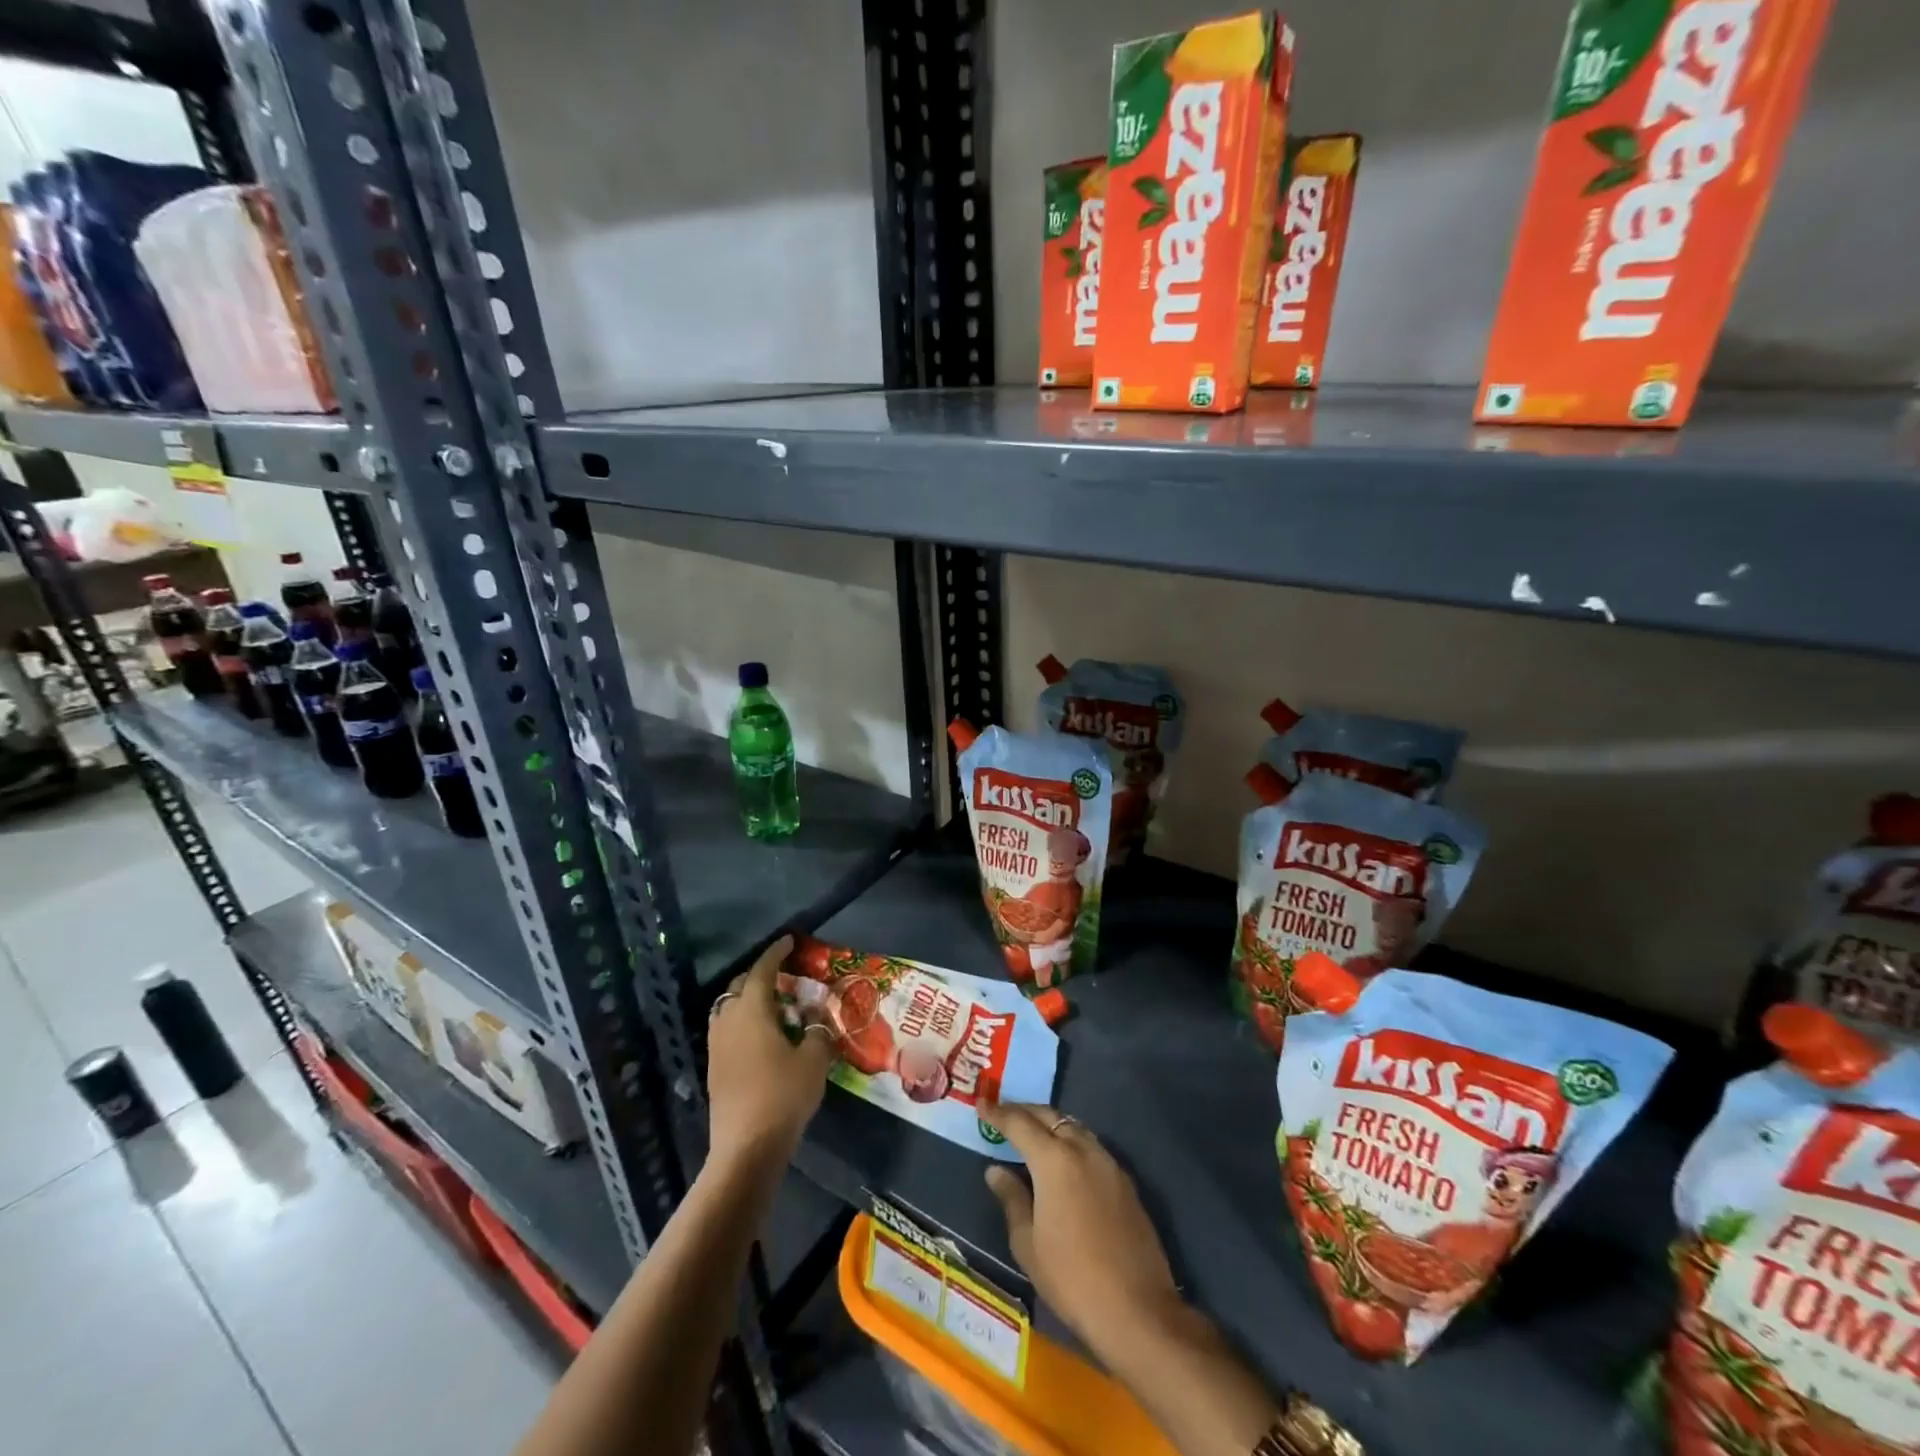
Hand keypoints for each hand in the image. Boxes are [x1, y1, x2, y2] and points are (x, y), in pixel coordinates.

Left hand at [706, 936, 835, 1171]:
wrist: (746, 1148)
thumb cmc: (783, 1096)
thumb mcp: (814, 1060)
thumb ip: (819, 1030)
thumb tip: (818, 1016)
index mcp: (752, 1011)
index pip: (762, 970)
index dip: (776, 952)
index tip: (789, 940)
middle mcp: (728, 1021)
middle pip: (740, 986)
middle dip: (761, 975)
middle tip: (785, 975)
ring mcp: (717, 1045)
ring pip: (729, 1008)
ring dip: (749, 999)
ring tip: (774, 1006)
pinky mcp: (714, 1068)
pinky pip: (727, 1029)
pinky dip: (744, 1021)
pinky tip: (763, 1036)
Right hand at [980, 1100, 1183, 1364]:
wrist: (1137, 1309)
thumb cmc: (1071, 1278)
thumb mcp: (1028, 1244)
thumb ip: (1011, 1199)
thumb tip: (996, 1171)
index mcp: (1054, 1160)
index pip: (1020, 1124)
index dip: (998, 1113)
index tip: (981, 1105)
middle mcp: (1083, 1150)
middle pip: (1050, 1117)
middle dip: (1025, 1111)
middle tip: (1003, 1115)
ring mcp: (1109, 1163)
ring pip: (1074, 1127)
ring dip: (1051, 1124)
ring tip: (1032, 1134)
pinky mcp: (1126, 1181)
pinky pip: (1092, 1146)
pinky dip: (1071, 1142)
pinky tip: (1064, 1160)